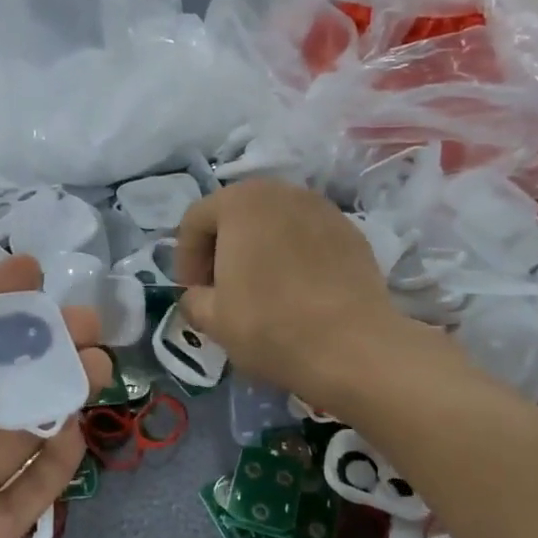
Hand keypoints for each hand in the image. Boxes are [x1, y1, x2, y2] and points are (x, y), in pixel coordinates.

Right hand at [175, 179, 405, 407]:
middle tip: (221, 287)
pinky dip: (295, 255)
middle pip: (237, 213)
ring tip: (261, 288)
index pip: (196, 220)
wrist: (352, 346)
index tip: (191, 291)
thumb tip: (198, 296)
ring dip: (260, 248)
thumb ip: (194, 299)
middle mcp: (281, 192)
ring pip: (276, 222)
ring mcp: (322, 208)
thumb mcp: (214, 319)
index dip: (185, 257)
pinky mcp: (352, 231)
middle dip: (223, 247)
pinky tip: (298, 290)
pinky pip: (308, 236)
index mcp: (239, 202)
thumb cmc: (269, 325)